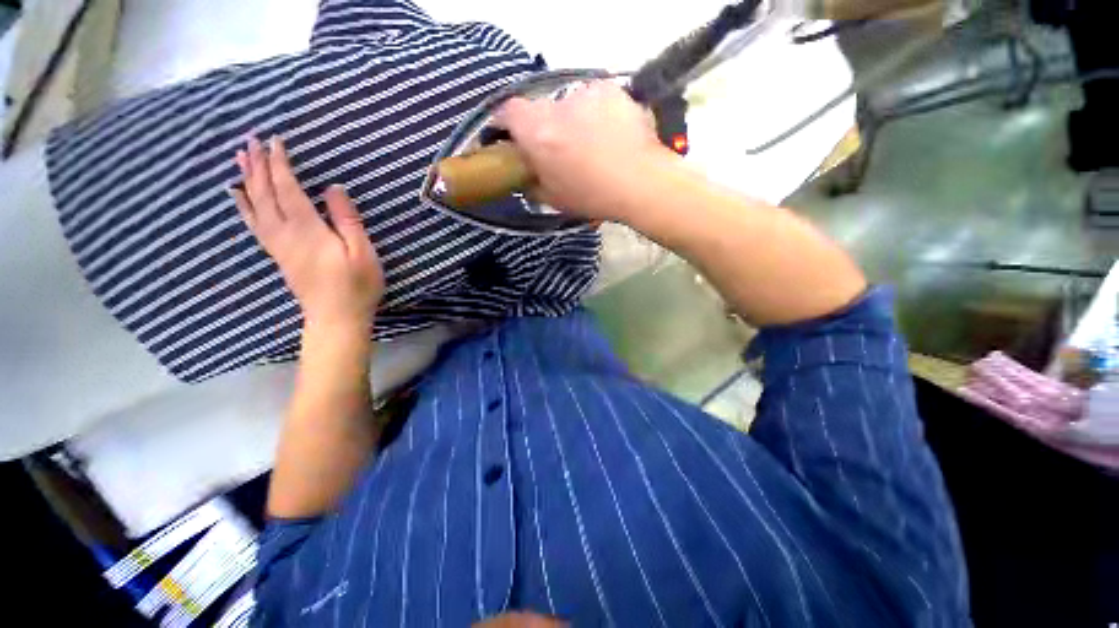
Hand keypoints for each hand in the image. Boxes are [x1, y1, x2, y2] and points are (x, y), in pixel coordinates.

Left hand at [231, 137, 383, 330]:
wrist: (336, 317)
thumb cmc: (356, 285)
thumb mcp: (362, 252)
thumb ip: (347, 219)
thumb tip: (333, 188)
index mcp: (307, 229)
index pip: (288, 189)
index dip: (280, 164)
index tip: (275, 141)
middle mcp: (285, 232)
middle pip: (265, 193)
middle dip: (258, 165)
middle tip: (250, 140)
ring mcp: (277, 244)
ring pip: (254, 205)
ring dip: (246, 179)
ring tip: (239, 157)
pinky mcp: (278, 254)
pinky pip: (253, 223)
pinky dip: (243, 205)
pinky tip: (236, 194)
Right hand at [496, 81, 676, 222]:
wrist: (641, 183)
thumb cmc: (594, 197)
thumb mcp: (555, 199)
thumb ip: (533, 183)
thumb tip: (527, 175)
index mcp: (538, 132)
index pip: (508, 111)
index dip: (505, 122)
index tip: (510, 135)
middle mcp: (558, 105)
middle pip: (541, 110)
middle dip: (545, 128)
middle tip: (560, 150)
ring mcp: (587, 93)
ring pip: (570, 105)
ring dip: (574, 121)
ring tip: (593, 145)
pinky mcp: (612, 90)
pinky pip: (595, 100)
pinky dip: (597, 115)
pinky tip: (611, 134)